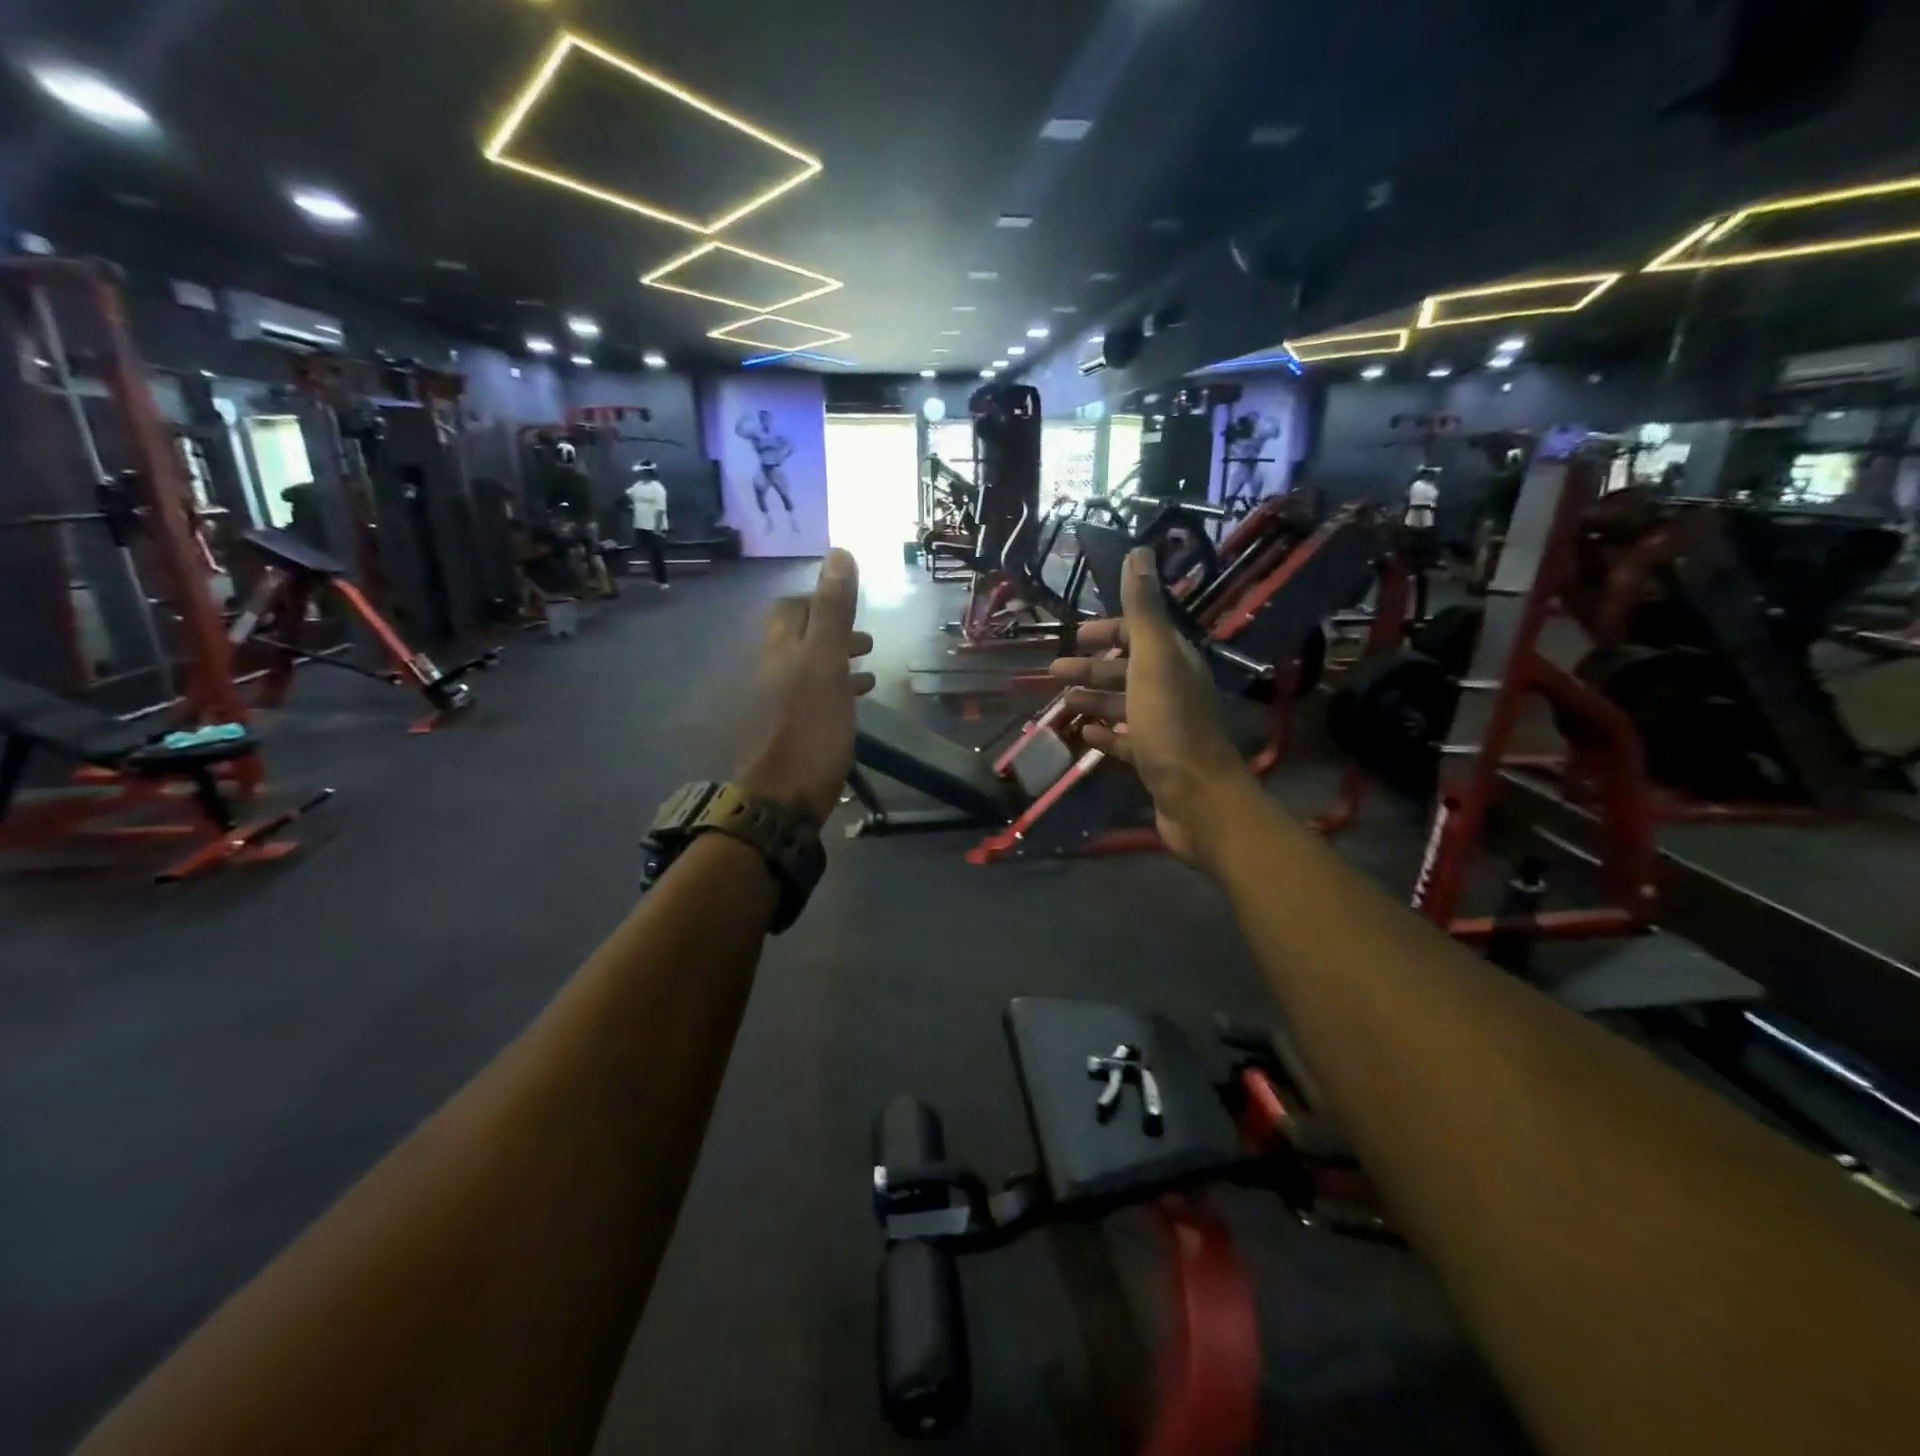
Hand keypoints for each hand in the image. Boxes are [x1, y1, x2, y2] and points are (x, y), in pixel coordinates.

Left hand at [737, 549, 875, 824]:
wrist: (780, 800)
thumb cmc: (808, 730)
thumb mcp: (826, 665)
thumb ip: (833, 612)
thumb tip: (839, 553)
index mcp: (778, 650)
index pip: (789, 609)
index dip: (816, 602)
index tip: (847, 606)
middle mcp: (770, 672)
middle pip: (798, 641)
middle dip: (831, 634)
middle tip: (866, 641)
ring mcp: (775, 705)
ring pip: (807, 672)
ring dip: (836, 664)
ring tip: (869, 670)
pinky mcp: (786, 734)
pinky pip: (810, 701)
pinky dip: (833, 693)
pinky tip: (853, 706)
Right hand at [1049, 547, 1252, 865]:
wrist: (1198, 798)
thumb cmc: (1170, 725)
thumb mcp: (1153, 660)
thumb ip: (1143, 609)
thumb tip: (1140, 552)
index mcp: (1174, 661)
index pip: (1142, 633)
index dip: (1110, 630)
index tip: (1077, 635)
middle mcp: (1173, 689)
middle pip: (1129, 669)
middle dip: (1092, 667)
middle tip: (1054, 672)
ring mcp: (1165, 727)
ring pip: (1124, 704)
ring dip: (1094, 699)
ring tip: (1061, 703)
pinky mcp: (1156, 760)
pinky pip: (1126, 740)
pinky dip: (1105, 734)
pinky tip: (1084, 735)